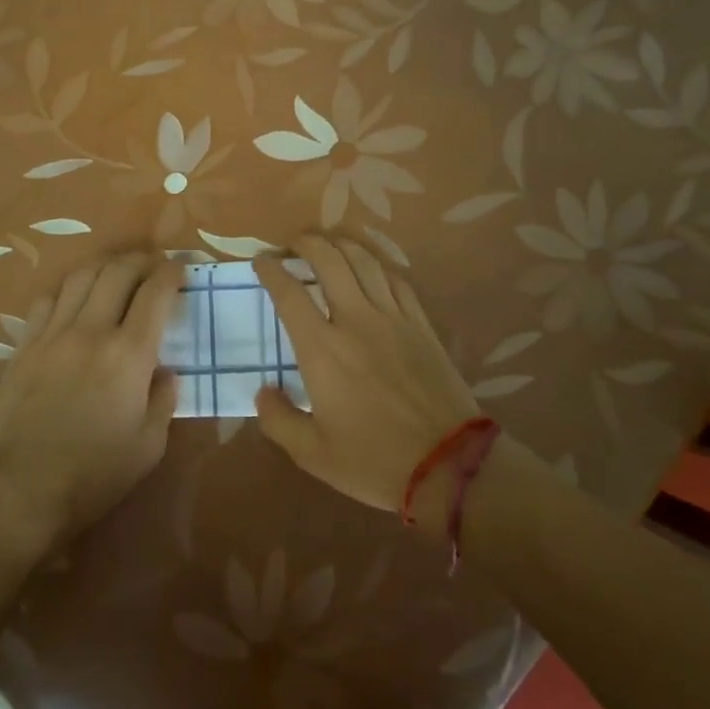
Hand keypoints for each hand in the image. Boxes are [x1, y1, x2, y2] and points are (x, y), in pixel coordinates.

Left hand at [0, 251, 181, 555]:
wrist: (21, 491)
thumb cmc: (94, 474)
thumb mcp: (149, 446)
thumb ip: (164, 399)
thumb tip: (166, 371)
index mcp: (128, 354)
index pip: (155, 293)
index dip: (172, 273)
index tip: (180, 269)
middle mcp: (91, 331)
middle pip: (118, 272)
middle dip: (141, 260)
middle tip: (153, 265)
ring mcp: (53, 335)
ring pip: (80, 277)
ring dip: (105, 266)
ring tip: (117, 272)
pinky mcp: (24, 346)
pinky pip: (47, 300)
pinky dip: (68, 289)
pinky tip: (74, 299)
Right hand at [253, 235, 480, 523]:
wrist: (449, 465)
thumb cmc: (374, 460)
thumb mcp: (313, 454)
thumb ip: (278, 420)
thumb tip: (262, 391)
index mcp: (322, 349)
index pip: (289, 293)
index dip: (271, 271)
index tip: (261, 262)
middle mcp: (355, 321)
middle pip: (328, 260)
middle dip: (306, 243)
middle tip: (294, 244)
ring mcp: (393, 318)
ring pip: (364, 261)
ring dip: (341, 245)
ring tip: (328, 244)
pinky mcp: (421, 324)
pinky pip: (396, 280)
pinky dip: (377, 265)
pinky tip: (371, 268)